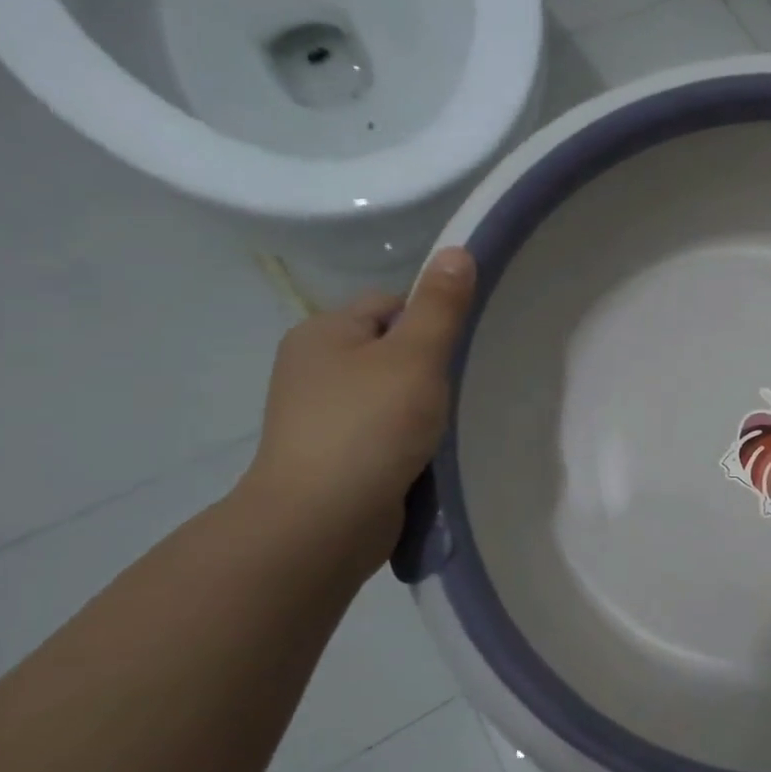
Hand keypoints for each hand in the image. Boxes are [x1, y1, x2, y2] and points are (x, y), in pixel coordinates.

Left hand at [238, 248, 476, 577]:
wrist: (322, 521)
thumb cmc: (369, 427)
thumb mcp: (415, 357)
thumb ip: (440, 306)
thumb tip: (458, 250)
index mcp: (323, 333)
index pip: (389, 305)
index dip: (429, 322)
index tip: (455, 354)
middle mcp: (312, 367)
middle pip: (389, 350)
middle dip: (427, 368)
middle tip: (457, 391)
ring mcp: (318, 415)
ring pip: (388, 394)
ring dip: (419, 407)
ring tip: (446, 426)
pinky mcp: (332, 455)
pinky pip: (380, 431)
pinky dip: (405, 439)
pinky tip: (425, 454)